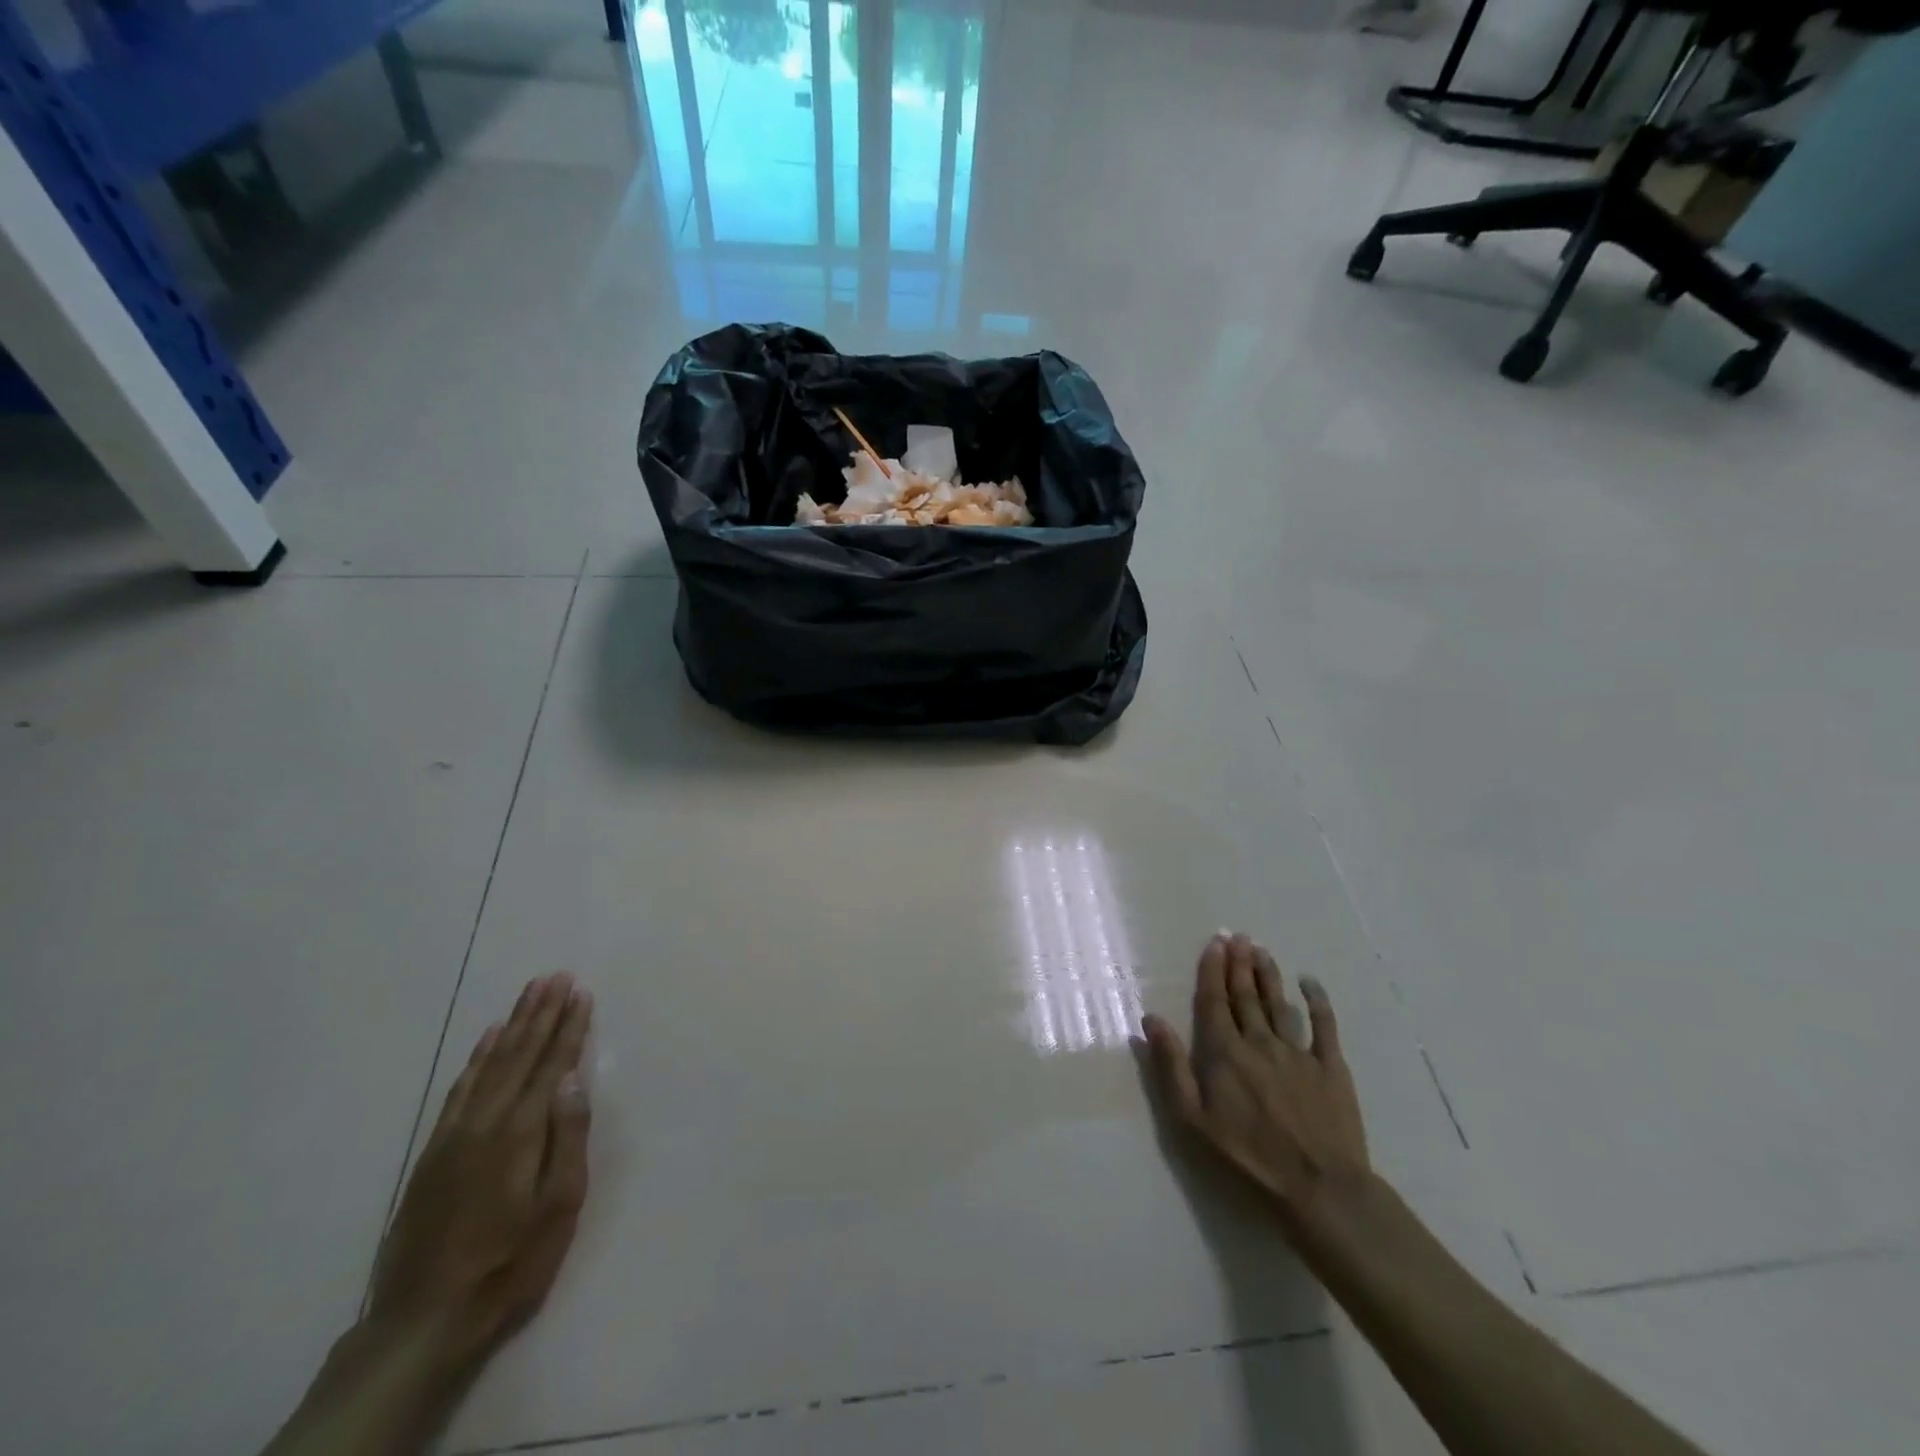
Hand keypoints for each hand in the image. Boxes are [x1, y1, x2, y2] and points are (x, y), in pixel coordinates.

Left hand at [368, 972, 593, 1363]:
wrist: (423, 1320)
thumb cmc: (510, 1262)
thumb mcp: (558, 1207)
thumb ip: (567, 1138)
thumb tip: (572, 1080)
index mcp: (520, 1131)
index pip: (552, 1064)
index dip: (569, 1027)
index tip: (581, 992)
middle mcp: (486, 1121)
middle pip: (519, 1054)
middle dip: (542, 1012)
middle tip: (556, 975)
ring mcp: (454, 1134)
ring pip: (489, 1063)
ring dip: (513, 1024)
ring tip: (529, 993)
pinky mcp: (434, 1151)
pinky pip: (459, 1089)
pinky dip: (476, 1058)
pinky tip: (487, 1040)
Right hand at [1143, 933, 1369, 1230]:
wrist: (1319, 1188)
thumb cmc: (1247, 1157)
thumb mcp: (1193, 1118)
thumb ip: (1172, 1066)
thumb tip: (1152, 1019)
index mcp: (1225, 1052)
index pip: (1214, 1001)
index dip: (1212, 970)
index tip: (1214, 944)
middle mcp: (1259, 1041)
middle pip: (1245, 995)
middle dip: (1239, 963)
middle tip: (1237, 936)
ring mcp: (1298, 1052)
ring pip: (1279, 1003)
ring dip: (1268, 974)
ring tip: (1261, 949)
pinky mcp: (1331, 1067)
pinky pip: (1324, 1026)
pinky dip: (1317, 1001)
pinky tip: (1310, 982)